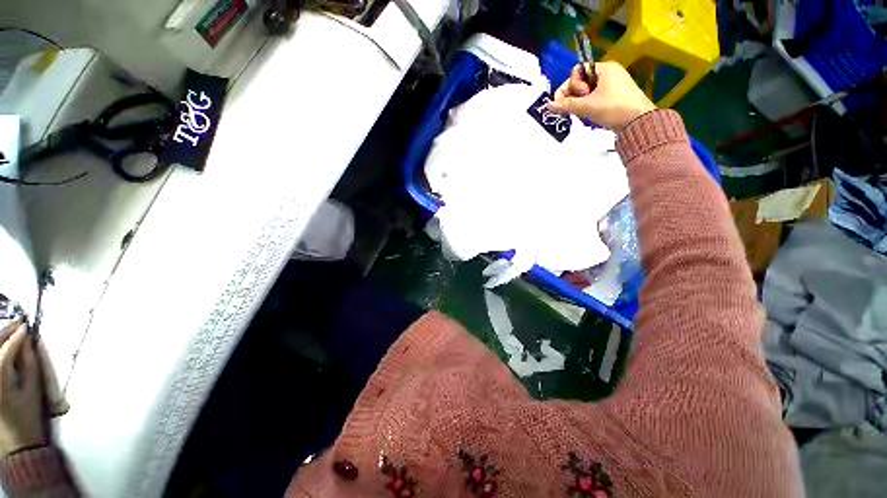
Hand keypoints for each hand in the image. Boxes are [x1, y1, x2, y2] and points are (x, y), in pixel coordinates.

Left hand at [0, 322, 46, 455]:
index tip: (27, 326)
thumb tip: (28, 340)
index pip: (5, 351)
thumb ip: (29, 363)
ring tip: (10, 331)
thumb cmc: (28, 414)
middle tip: (17, 324)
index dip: (16, 336)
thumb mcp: (33, 389)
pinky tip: (3, 348)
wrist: (16, 440)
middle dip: (4, 333)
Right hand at [547, 61, 655, 130]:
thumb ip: (566, 105)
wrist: (639, 122)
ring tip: (583, 111)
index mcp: (604, 68)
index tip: (575, 98)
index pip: (578, 71)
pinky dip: (589, 104)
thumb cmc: (614, 109)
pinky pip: (595, 96)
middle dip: (575, 94)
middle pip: (581, 80)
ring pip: (587, 90)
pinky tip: (589, 113)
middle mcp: (609, 72)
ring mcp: (613, 84)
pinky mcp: (615, 95)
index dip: (571, 85)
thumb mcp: (587, 106)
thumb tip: (548, 105)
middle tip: (578, 106)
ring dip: (581, 101)